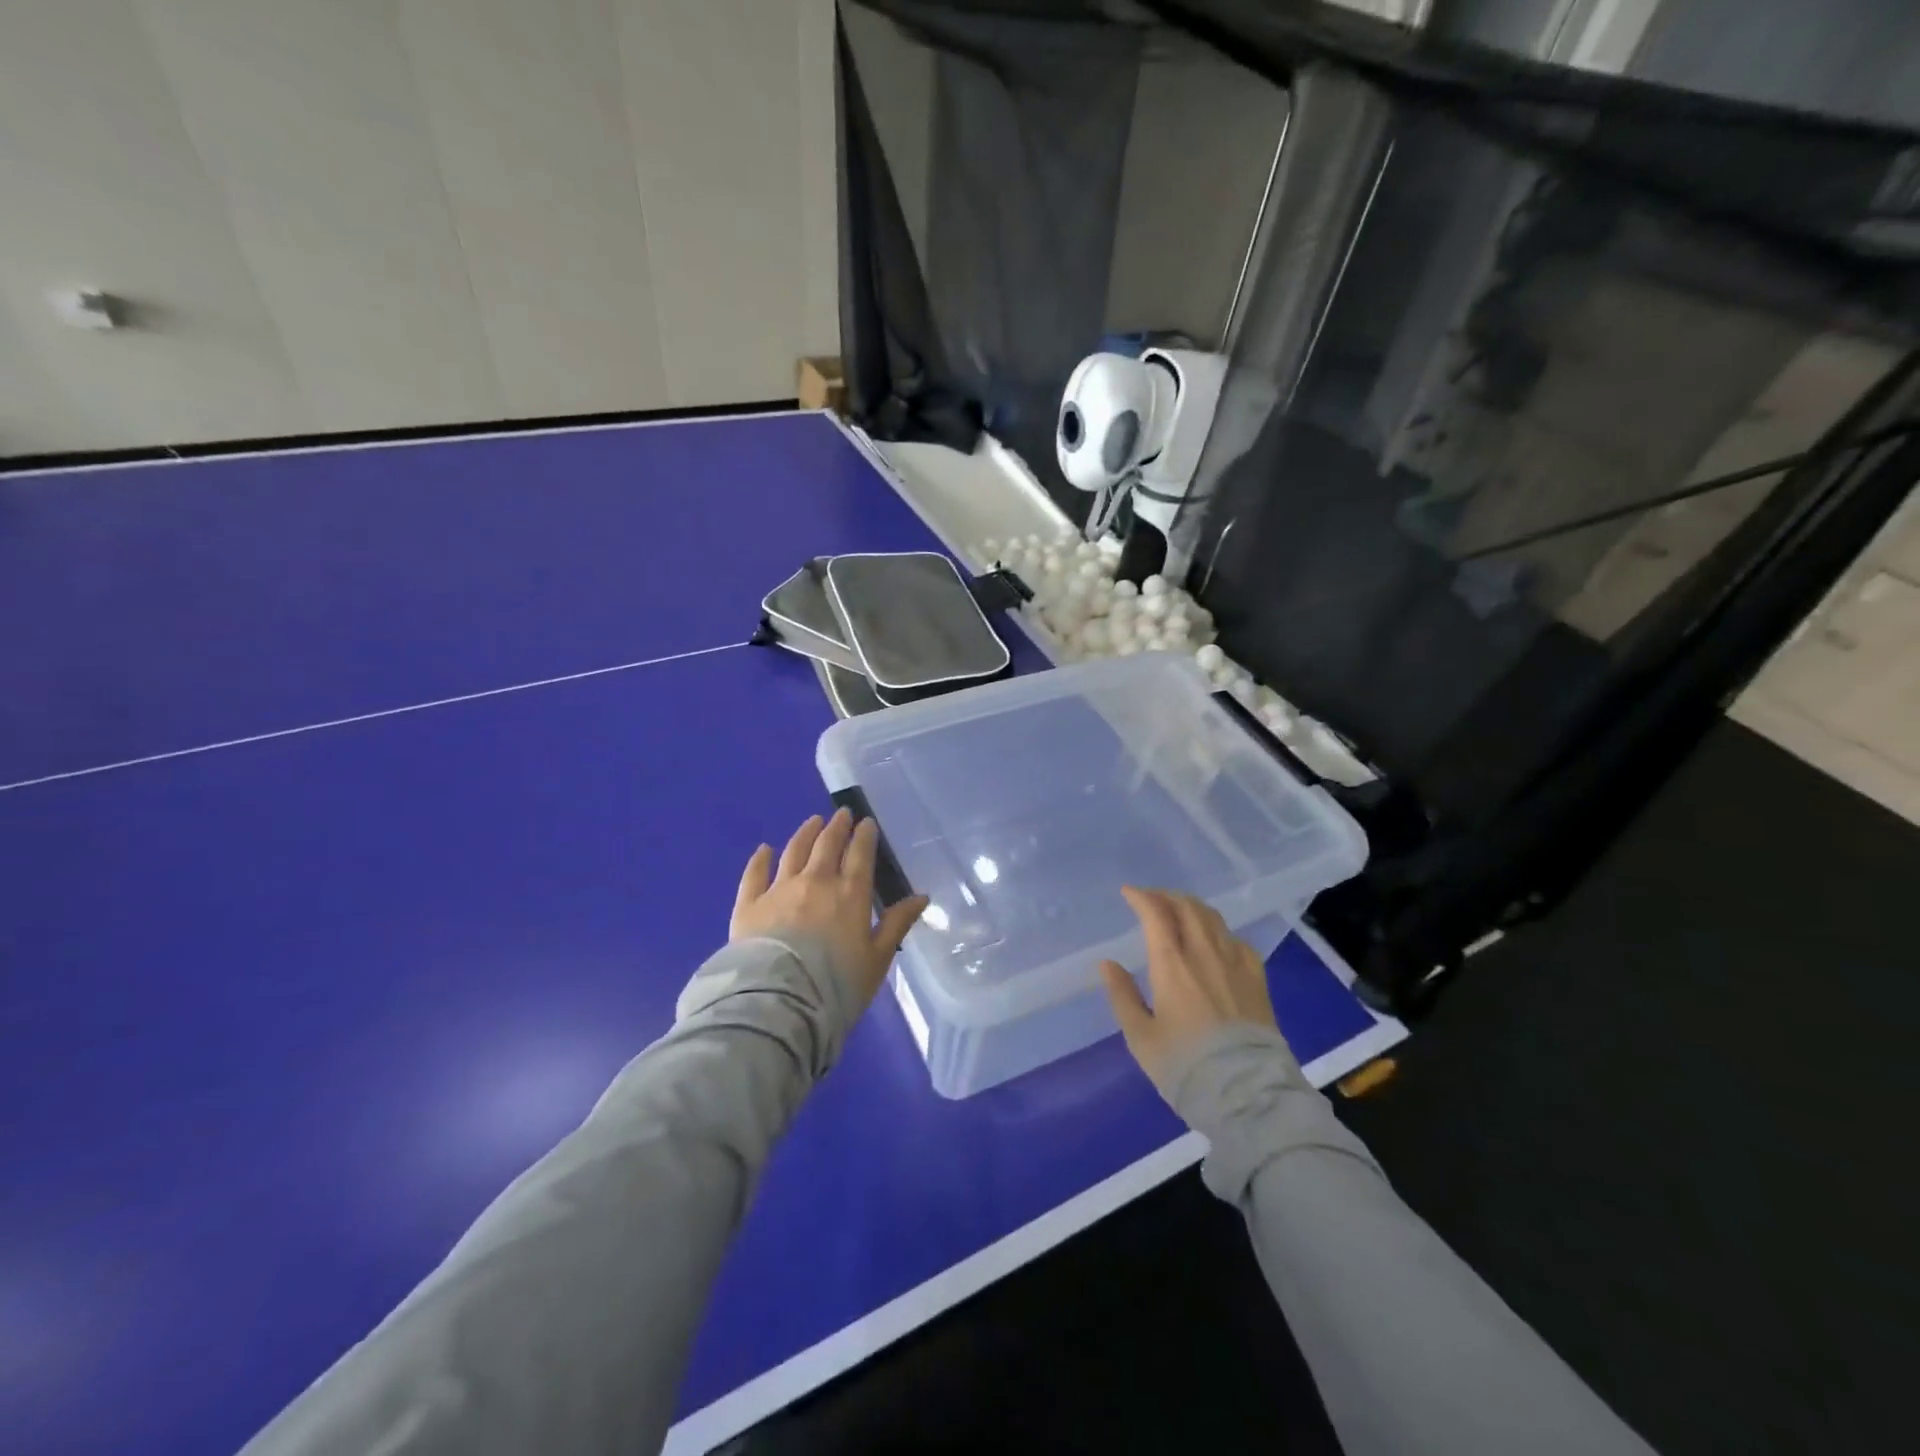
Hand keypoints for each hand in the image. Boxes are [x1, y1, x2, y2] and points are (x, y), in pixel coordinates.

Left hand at [731, 809, 929, 1013]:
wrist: (779, 1002)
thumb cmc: (837, 984)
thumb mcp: (877, 959)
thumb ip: (897, 924)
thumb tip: (921, 897)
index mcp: (850, 893)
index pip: (860, 855)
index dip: (864, 836)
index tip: (866, 822)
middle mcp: (816, 882)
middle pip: (827, 845)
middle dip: (837, 827)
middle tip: (841, 814)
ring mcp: (779, 890)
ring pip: (794, 851)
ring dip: (806, 834)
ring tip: (813, 822)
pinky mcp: (749, 904)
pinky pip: (755, 874)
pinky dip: (760, 859)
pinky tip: (765, 849)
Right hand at [1098, 886, 1282, 1090]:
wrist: (1246, 1093)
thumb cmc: (1184, 1065)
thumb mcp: (1141, 1037)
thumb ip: (1122, 996)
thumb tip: (1108, 964)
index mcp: (1172, 963)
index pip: (1156, 913)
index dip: (1141, 897)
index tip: (1128, 893)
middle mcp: (1204, 953)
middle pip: (1187, 907)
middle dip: (1166, 896)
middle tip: (1152, 899)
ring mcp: (1235, 963)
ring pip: (1213, 919)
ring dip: (1192, 907)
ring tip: (1180, 911)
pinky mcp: (1257, 979)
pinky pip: (1237, 941)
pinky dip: (1220, 931)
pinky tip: (1216, 941)